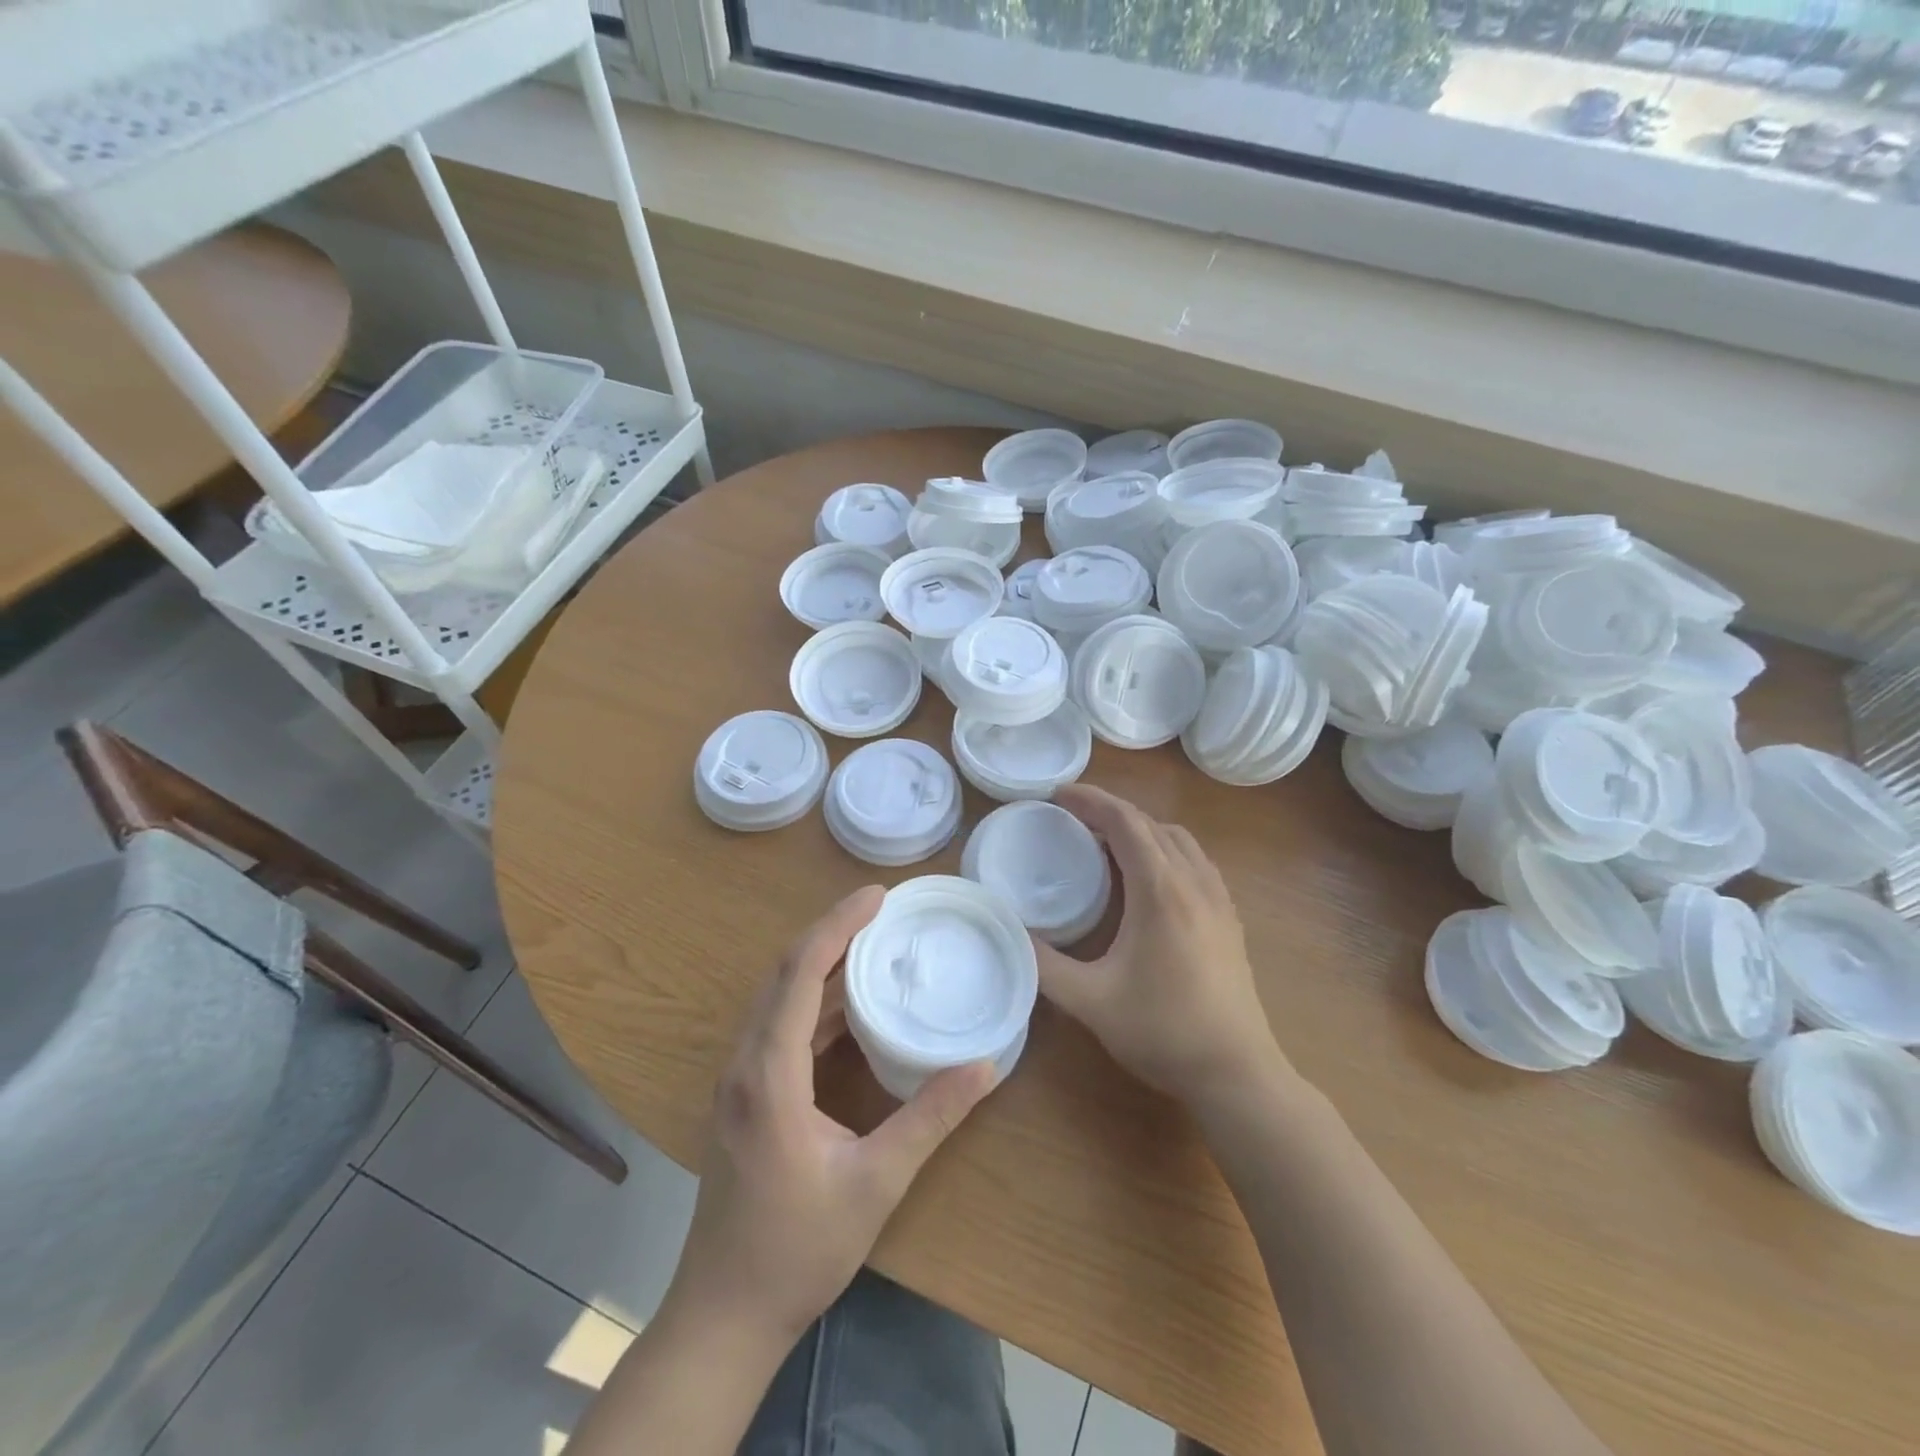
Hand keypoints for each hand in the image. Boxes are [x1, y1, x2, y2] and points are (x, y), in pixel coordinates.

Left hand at [665, 886, 996, 1345]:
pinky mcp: (744, 1097)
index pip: (800, 972)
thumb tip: (984, 1065)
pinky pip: (779, 1027)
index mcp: (768, 1074)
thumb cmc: (797, 1249)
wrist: (724, 1316)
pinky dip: (814, 1002)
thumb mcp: (876, 1183)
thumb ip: (930, 1118)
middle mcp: (744, 1063)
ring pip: (778, 998)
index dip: (838, 925)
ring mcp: (738, 1080)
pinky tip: (851, 1006)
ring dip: (821, 964)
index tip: (879, 896)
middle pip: (784, 974)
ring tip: (872, 943)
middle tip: (882, 909)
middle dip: (831, 932)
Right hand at [1034, 785, 1288, 1110]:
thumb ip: (1044, 963)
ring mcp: (1219, 899)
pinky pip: (1195, 860)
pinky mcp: (1230, 918)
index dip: (1089, 801)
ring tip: (1104, 842)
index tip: (1056, 795)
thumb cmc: (1162, 1032)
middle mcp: (1194, 882)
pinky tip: (1148, 877)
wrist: (1237, 1074)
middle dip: (1109, 811)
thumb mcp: (1090, 1001)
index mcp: (1161, 891)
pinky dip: (1165, 848)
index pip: (1125, 822)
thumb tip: (1010, 931)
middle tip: (1070, 817)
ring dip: (1140, 828)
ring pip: (1178, 839)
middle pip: (1151, 824)